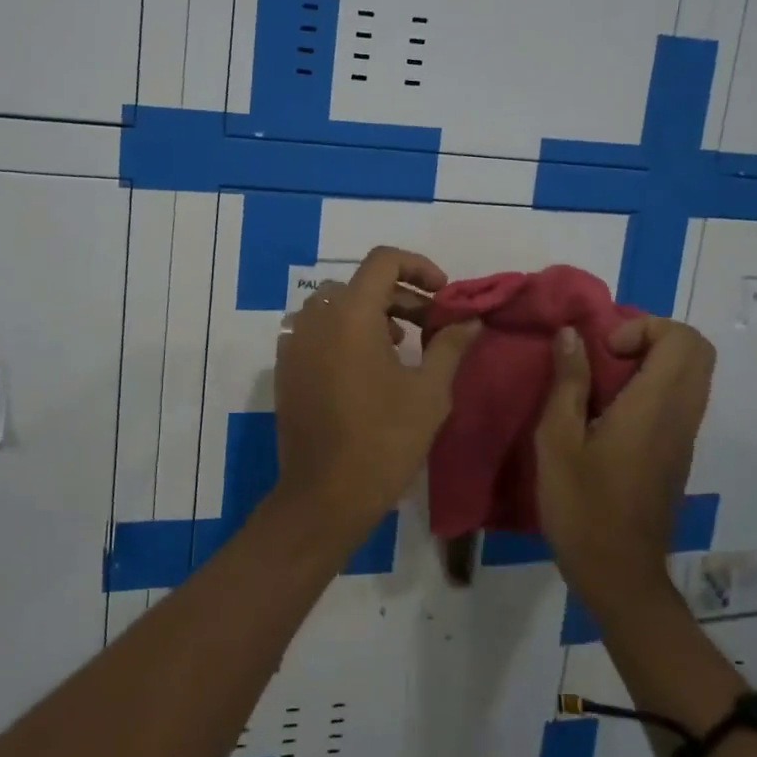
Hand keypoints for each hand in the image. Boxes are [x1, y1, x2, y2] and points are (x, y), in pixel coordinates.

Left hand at [272, 246, 481, 541]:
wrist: (324, 495)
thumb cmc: (384, 441)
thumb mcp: (429, 392)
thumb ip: (450, 345)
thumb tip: (470, 318)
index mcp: (350, 314)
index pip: (383, 260)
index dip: (418, 266)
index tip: (443, 293)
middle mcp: (316, 317)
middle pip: (361, 284)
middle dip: (401, 296)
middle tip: (432, 325)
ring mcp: (295, 341)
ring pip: (338, 305)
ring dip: (373, 313)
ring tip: (402, 346)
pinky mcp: (286, 366)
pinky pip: (318, 330)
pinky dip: (345, 332)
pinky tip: (367, 367)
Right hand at [533, 316, 716, 607]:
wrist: (619, 575)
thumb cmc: (582, 507)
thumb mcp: (557, 440)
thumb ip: (567, 382)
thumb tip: (572, 333)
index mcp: (655, 408)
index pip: (683, 340)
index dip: (643, 327)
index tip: (604, 351)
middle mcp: (681, 416)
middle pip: (696, 351)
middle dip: (650, 336)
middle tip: (606, 355)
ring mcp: (683, 437)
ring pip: (690, 375)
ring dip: (650, 361)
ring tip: (600, 381)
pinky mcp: (677, 453)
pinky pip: (679, 399)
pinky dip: (650, 386)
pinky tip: (607, 411)